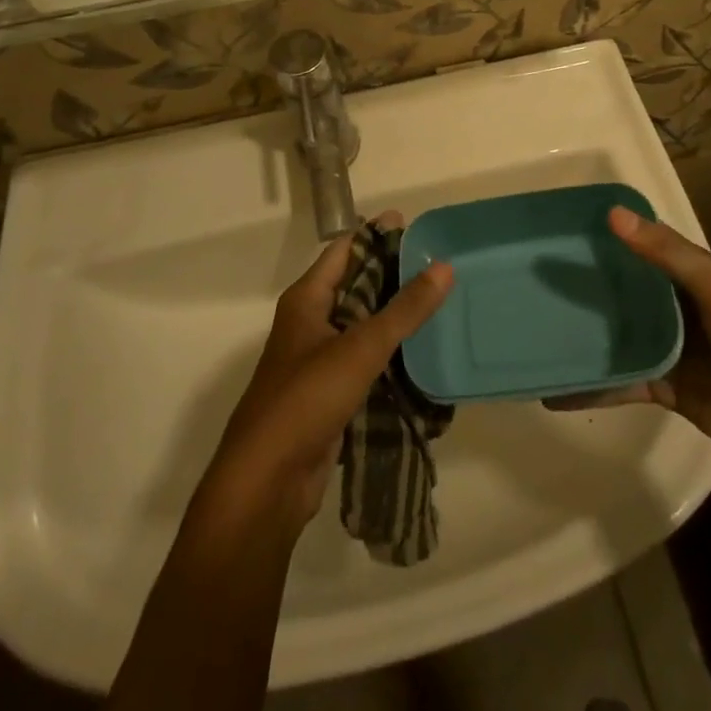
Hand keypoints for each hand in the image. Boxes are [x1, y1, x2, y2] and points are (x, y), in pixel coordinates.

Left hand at [208, 215, 453, 524]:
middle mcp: (311, 321)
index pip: (345, 250)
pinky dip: (391, 351)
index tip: (418, 226)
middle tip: (439, 264)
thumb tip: (444, 267)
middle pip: (356, 284)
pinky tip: (423, 350)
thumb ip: (404, 309)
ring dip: (394, 314)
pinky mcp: (330, 393)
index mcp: (307, 299)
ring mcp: (319, 359)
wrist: (267, 483)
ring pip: (363, 323)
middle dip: (393, 273)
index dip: (377, 235)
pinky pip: (366, 359)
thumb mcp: (360, 348)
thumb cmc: (305, 399)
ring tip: (440, 301)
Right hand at [548, 208, 710, 483]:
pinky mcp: (663, 387)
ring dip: (585, 334)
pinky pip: (620, 381)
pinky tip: (555, 391)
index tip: (560, 230)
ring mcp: (667, 348)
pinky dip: (592, 386)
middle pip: (623, 291)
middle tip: (534, 279)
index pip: (641, 247)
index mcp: (689, 277)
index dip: (606, 237)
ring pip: (617, 334)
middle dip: (586, 284)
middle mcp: (674, 308)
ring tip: (539, 329)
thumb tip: (614, 215)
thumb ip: (669, 254)